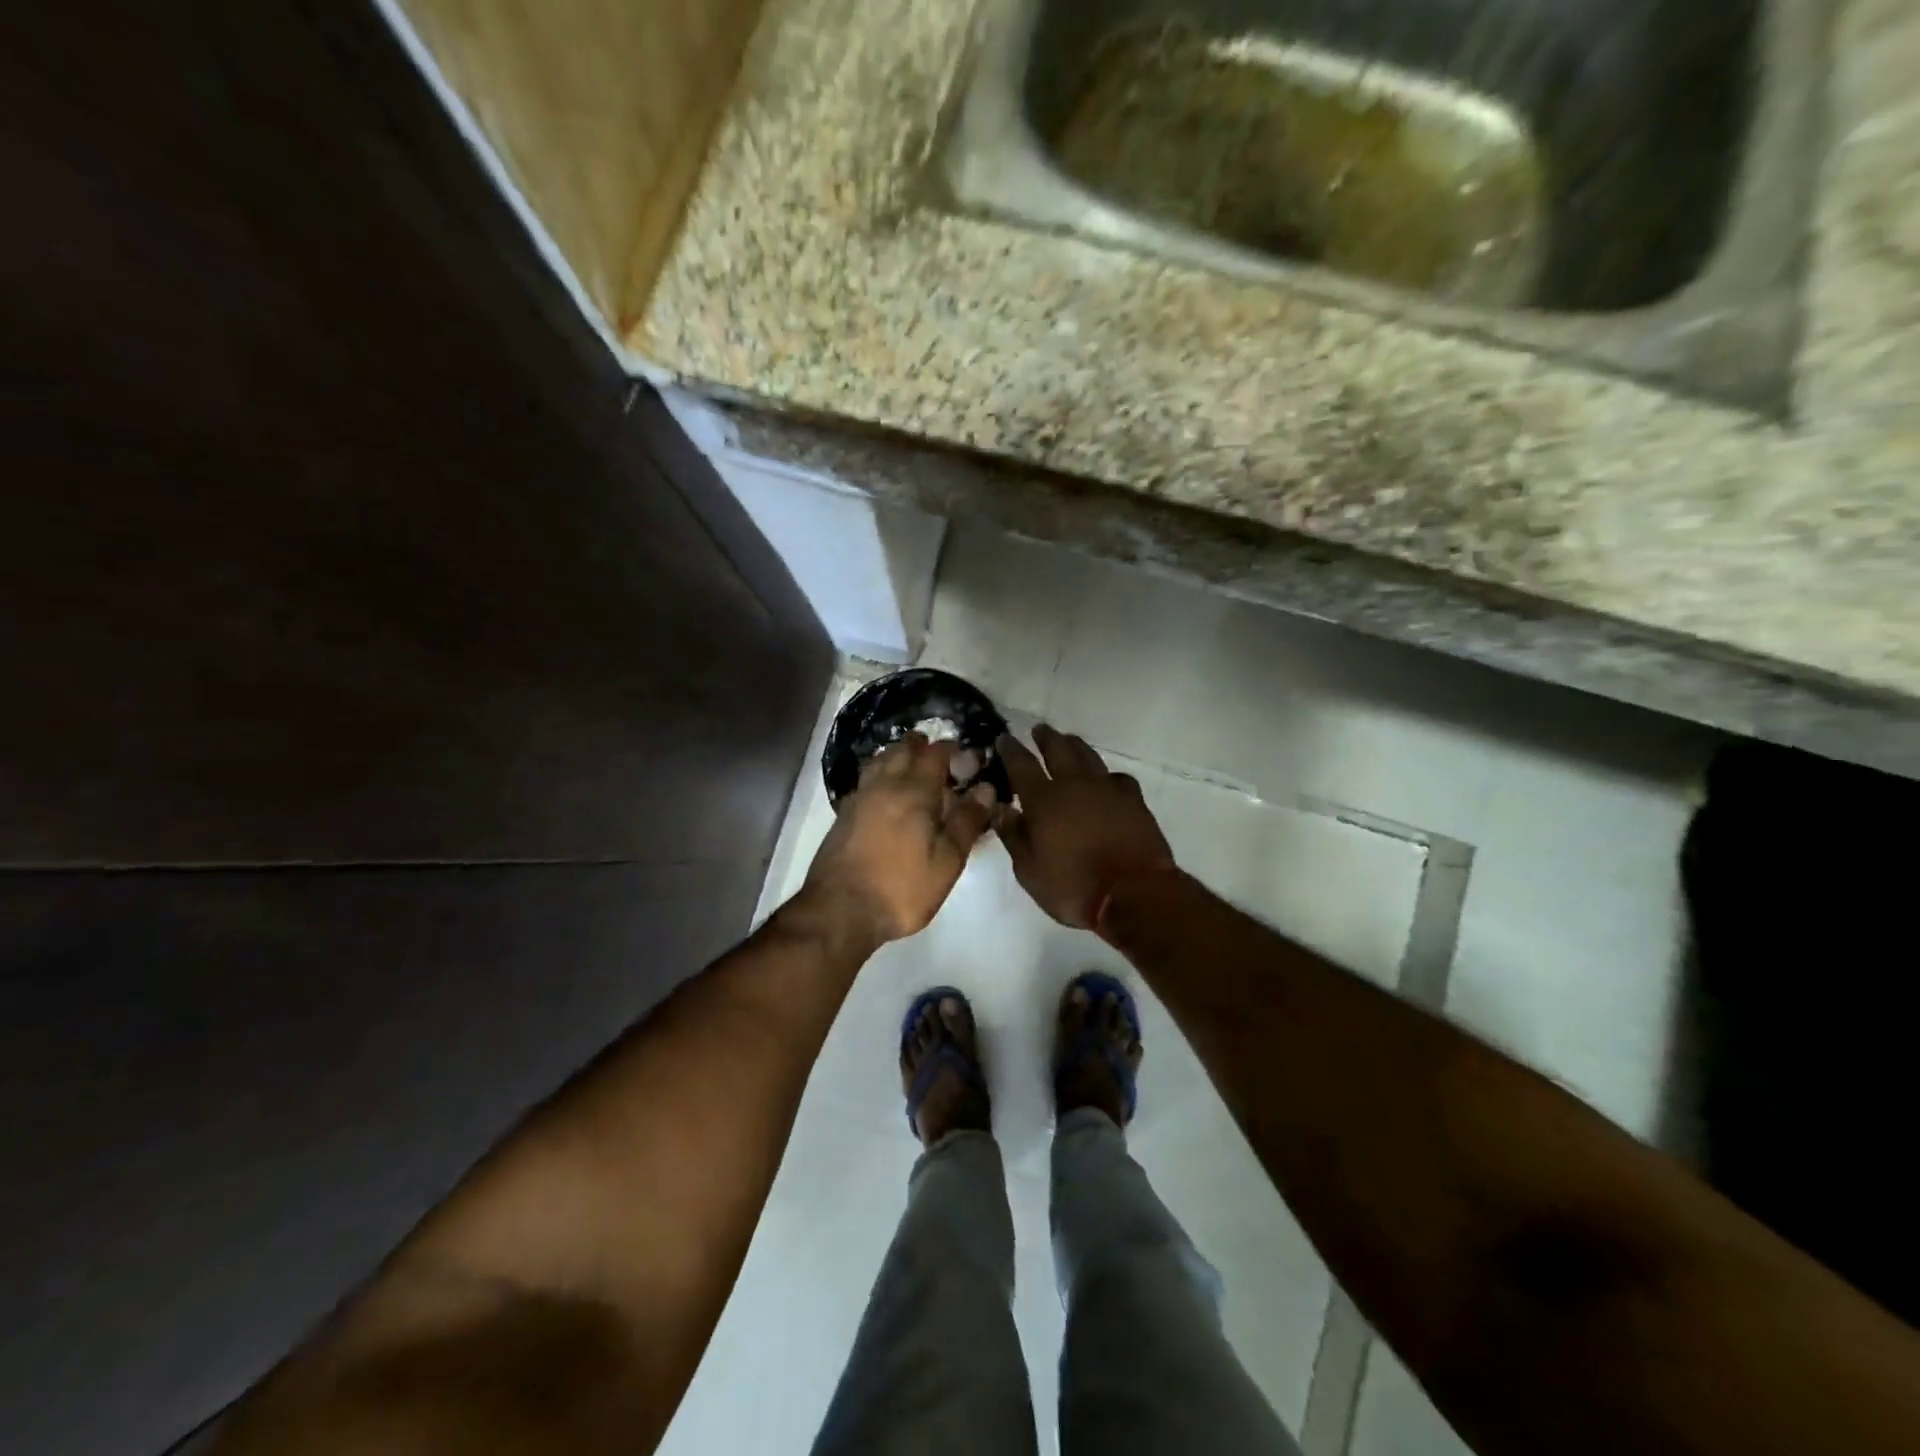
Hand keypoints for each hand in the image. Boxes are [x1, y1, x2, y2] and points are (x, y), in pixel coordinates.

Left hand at [800, 735, 996, 950]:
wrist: (839, 910)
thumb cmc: (901, 888)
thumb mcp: (947, 861)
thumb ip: (967, 821)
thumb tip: (986, 788)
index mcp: (915, 791)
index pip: (936, 754)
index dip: (954, 750)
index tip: (969, 759)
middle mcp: (885, 784)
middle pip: (904, 749)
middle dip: (924, 747)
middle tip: (943, 761)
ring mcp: (860, 797)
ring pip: (881, 761)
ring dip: (900, 756)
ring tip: (915, 770)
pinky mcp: (844, 814)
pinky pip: (867, 779)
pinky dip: (882, 775)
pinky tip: (888, 794)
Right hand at [996, 725, 1175, 932]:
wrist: (1134, 892)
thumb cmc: (1073, 886)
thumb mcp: (1029, 871)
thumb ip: (1013, 836)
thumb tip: (1001, 808)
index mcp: (1043, 800)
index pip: (1021, 765)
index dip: (1011, 749)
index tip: (1004, 737)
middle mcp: (1074, 785)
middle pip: (1058, 750)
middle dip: (1046, 738)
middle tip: (1039, 729)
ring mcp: (1107, 789)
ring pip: (1088, 756)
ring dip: (1075, 745)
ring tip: (1068, 740)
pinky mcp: (1133, 800)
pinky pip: (1117, 777)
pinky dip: (1106, 774)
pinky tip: (1106, 779)